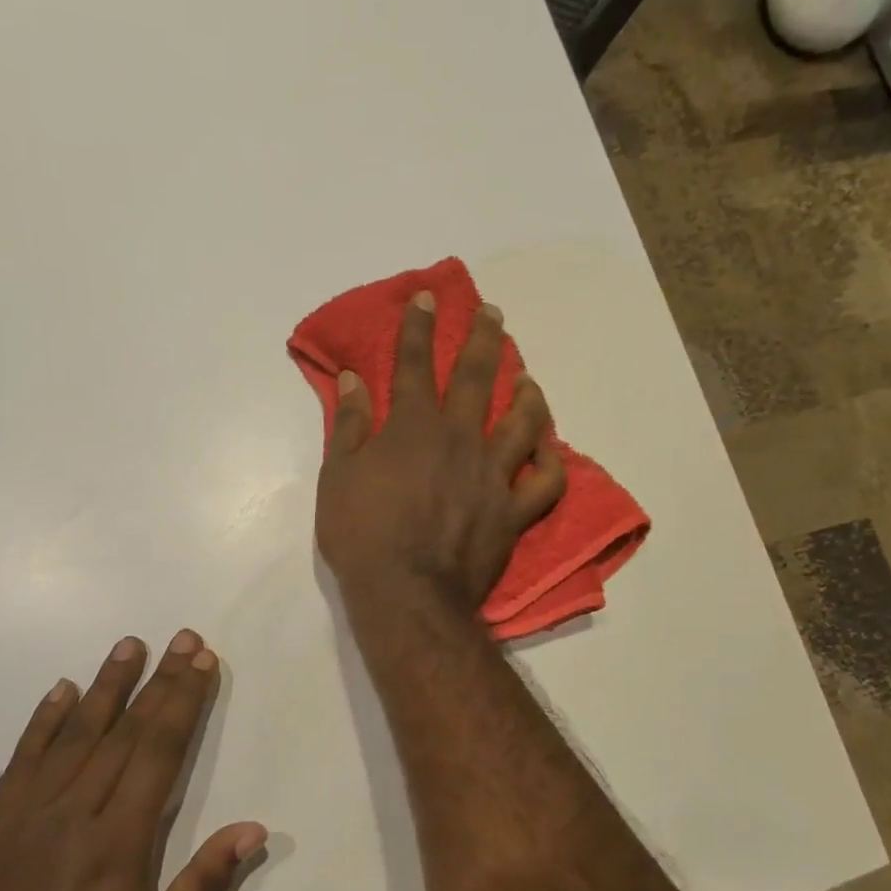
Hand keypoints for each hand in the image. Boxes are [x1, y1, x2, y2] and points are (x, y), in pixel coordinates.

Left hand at [0, 630, 266, 890]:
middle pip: (125, 732)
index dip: (184, 702)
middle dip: (159, 681)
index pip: (160, 752)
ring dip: (106, 686)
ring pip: (74, 735)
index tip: (202, 662)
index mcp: (121, 840)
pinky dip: (42, 722)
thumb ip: (204, 886)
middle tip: (182, 639)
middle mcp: (76, 813)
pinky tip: (61, 691)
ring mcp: (28, 815)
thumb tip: (254, 828)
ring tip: (128, 646)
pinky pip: (21, 761)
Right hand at [316, 292, 565, 617]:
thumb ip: (350, 424)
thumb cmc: (362, 535)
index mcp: (413, 428)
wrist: (407, 593)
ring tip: (526, 378)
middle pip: (475, 378)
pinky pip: (545, 482)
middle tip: (491, 312)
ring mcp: (493, 475)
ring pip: (523, 422)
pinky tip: (549, 448)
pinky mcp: (513, 512)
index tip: (427, 297)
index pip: (414, 365)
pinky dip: (551, 462)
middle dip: (481, 338)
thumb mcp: (338, 476)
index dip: (418, 327)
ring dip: (526, 393)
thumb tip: (353, 378)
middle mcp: (460, 439)